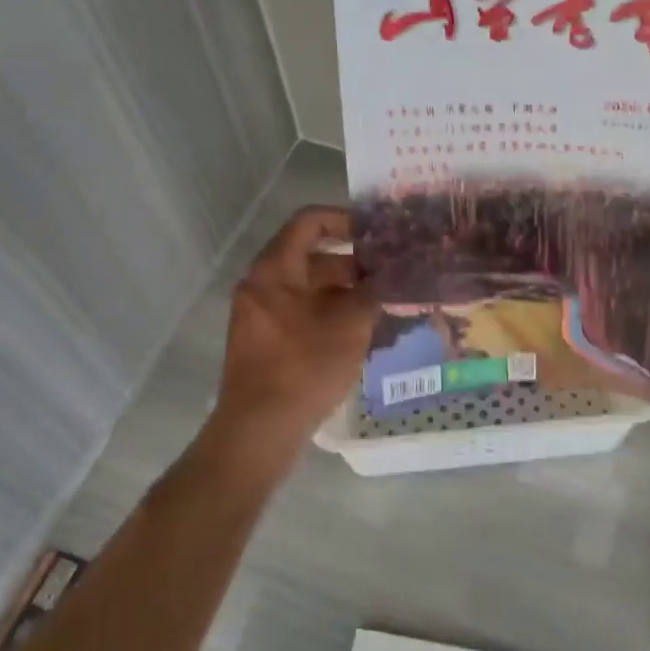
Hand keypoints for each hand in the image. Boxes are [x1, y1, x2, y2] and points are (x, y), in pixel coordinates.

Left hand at [209, 206, 377, 461]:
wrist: (259, 430)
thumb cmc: (303, 367)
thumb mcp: (348, 326)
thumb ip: (372, 292)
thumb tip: (391, 275)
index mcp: (274, 270)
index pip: (309, 222)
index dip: (345, 219)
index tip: (377, 234)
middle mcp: (261, 285)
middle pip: (310, 255)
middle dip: (352, 261)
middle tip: (390, 271)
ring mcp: (260, 315)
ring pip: (308, 287)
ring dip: (344, 290)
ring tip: (383, 301)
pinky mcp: (265, 342)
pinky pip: (301, 311)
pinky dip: (329, 312)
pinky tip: (360, 329)